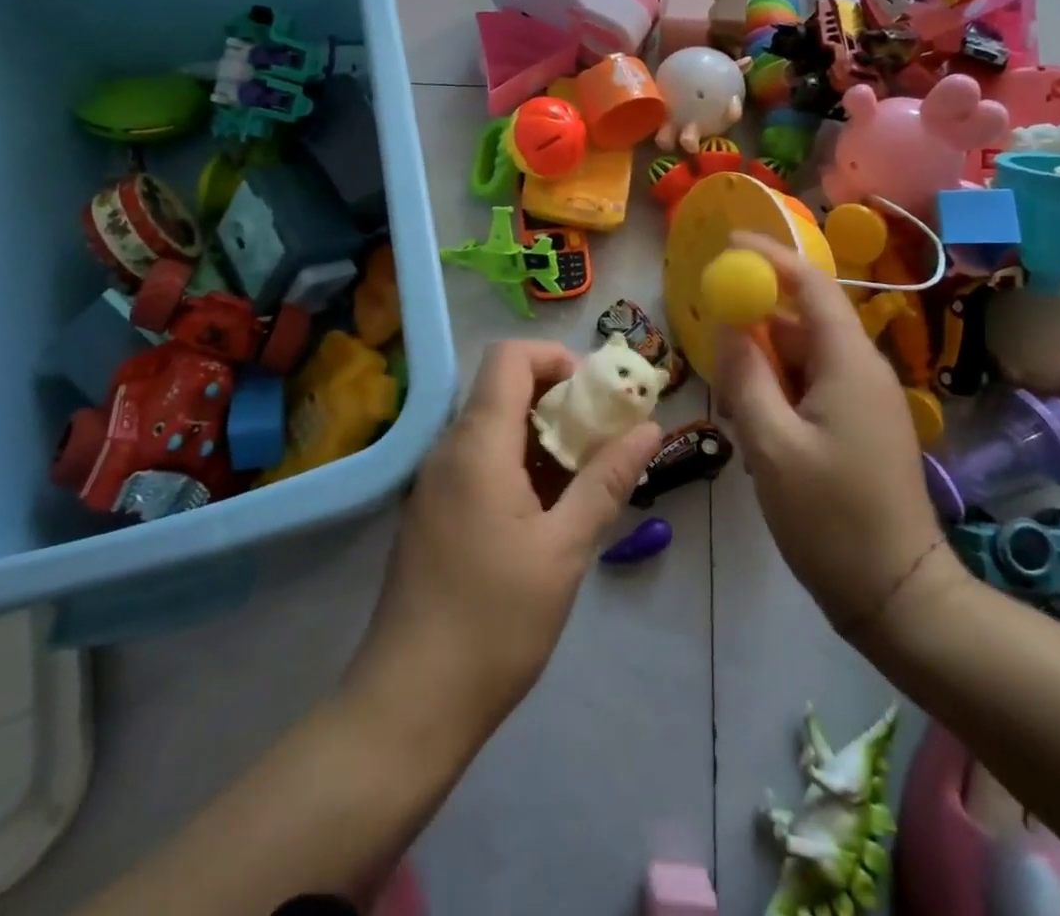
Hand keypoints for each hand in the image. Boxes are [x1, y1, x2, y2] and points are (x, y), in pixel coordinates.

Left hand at [346, 340, 662, 739]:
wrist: (410, 702)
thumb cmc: (495, 621)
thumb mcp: (565, 549)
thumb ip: (606, 480)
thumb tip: (649, 428)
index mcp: (477, 444)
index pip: (509, 358)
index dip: (556, 359)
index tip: (597, 395)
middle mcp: (448, 449)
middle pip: (503, 389)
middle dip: (559, 400)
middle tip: (604, 439)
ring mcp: (435, 481)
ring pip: (493, 428)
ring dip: (542, 438)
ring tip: (585, 479)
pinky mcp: (432, 512)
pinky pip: (479, 463)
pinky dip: (518, 466)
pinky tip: (548, 513)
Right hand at [712, 233, 960, 654]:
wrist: (897, 594)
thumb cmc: (830, 519)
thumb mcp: (771, 445)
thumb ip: (745, 376)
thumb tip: (728, 322)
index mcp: (849, 363)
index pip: (810, 284)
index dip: (769, 256)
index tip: (727, 243)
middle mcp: (862, 369)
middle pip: (803, 320)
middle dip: (755, 322)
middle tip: (711, 342)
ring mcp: (865, 399)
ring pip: (803, 356)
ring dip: (763, 365)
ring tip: (730, 403)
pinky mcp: (860, 424)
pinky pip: (812, 385)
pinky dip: (778, 390)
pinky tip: (755, 426)